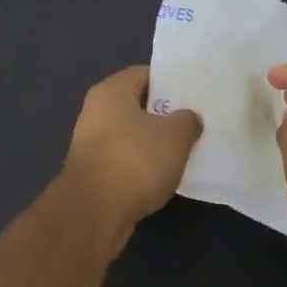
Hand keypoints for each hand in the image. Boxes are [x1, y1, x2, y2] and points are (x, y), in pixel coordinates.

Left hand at [58, 66, 201, 235]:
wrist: (94, 212)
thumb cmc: (134, 160)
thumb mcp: (175, 136)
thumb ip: (187, 120)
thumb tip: (188, 118)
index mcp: (112, 91)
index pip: (145, 74)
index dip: (171, 81)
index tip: (194, 94)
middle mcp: (96, 111)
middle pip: (138, 105)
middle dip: (165, 114)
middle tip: (195, 122)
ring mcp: (92, 143)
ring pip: (132, 134)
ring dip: (155, 143)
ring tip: (185, 150)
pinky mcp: (94, 172)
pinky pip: (125, 160)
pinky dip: (143, 165)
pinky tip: (164, 175)